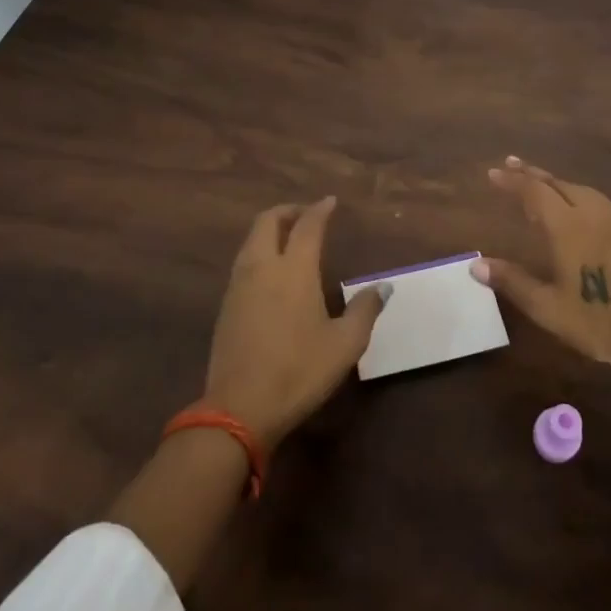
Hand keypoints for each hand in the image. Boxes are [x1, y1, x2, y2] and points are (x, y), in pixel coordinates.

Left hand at [204, 197, 385, 449]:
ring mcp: (239, 286)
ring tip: (289, 239)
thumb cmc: (299, 371)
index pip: (307, 226)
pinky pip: (243, 263)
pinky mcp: (226, 306)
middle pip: (268, 221)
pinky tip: (272, 274)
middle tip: (306, 215)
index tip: (330, 202)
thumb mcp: (344, 344)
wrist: (239, 408)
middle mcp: (262, 267)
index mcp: (294, 269)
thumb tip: (384, 287)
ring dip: (270, 230)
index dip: (320, 209)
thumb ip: (365, 310)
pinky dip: (259, 252)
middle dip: (287, 211)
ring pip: (251, 241)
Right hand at [472, 157, 610, 378]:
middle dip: (532, 174)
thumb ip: (512, 282)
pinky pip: (599, 202)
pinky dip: (578, 195)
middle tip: (512, 165)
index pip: (534, 192)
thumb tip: (476, 265)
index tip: (494, 172)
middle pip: (558, 184)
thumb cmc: (599, 322)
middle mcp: (592, 214)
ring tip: (541, 184)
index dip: (513, 181)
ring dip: (557, 183)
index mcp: (568, 227)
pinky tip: (579, 209)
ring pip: (582, 190)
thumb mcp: (548, 308)